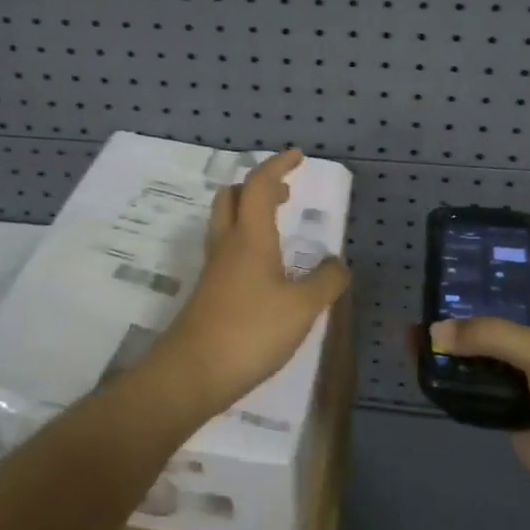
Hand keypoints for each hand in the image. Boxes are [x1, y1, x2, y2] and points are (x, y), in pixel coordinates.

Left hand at [145, 149, 349, 417]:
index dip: (277, 166)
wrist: (192, 373)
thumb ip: (326, 282)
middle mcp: (227, 245)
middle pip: (231, 197)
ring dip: (249, 213)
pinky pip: (226, 250)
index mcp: (249, 237)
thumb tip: (337, 263)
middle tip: (284, 193)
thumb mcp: (302, 308)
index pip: (259, 185)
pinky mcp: (208, 293)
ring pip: (225, 223)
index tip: (297, 156)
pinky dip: (246, 242)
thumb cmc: (250, 332)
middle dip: (257, 186)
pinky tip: (264, 270)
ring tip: (277, 227)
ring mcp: (213, 270)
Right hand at [428, 304, 529, 529]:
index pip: (521, 295)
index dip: (490, 284)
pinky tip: (424, 373)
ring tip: (410, 336)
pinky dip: (453, 386)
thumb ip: (489, 334)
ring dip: (451, 352)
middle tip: (420, 306)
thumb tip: (434, 331)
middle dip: (461, 318)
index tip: (452, 275)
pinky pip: (476, 396)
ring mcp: (526, 388)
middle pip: (495, 328)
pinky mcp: (511, 420)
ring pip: (481, 362)